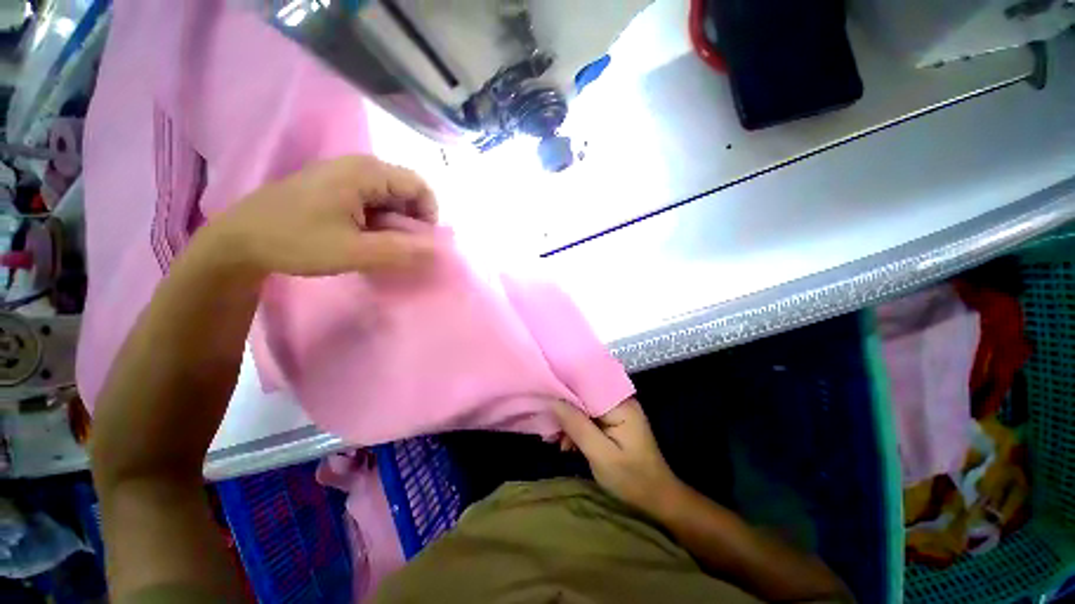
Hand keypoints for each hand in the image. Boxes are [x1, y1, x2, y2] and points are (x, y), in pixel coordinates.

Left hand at [207, 156, 437, 277]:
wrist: (239, 240)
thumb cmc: (296, 242)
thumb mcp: (354, 252)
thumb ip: (401, 250)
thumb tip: (438, 249)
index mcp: (365, 172)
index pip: (419, 186)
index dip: (428, 215)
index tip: (418, 242)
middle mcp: (357, 165)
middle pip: (406, 190)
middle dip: (411, 220)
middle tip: (398, 246)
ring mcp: (343, 173)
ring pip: (389, 196)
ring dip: (394, 222)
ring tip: (378, 244)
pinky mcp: (333, 184)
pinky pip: (372, 198)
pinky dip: (378, 219)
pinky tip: (363, 236)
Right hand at [552, 398, 684, 515]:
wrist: (658, 499)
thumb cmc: (632, 479)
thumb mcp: (601, 455)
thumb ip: (577, 426)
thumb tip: (553, 401)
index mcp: (620, 404)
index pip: (586, 386)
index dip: (565, 390)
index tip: (545, 400)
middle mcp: (618, 401)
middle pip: (584, 396)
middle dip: (565, 410)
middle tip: (551, 430)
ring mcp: (617, 411)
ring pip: (585, 408)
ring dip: (570, 423)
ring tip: (560, 442)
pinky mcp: (614, 422)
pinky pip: (590, 418)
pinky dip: (578, 429)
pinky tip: (569, 444)